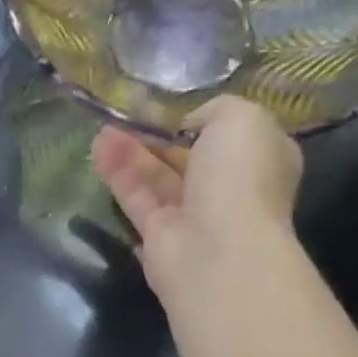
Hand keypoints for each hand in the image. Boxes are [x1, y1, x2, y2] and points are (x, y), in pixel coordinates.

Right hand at [90, 96, 302, 304]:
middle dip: (156, 134)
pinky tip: (98, 149)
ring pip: (157, 176)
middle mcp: (228, 188)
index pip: (226, 134)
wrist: (219, 251)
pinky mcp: (158, 234)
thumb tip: (189, 126)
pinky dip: (118, 173)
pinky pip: (137, 198)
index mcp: (259, 158)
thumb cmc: (239, 177)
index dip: (195, 118)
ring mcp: (192, 214)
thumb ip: (216, 109)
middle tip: (125, 112)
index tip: (167, 104)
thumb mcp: (241, 118)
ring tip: (102, 128)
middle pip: (186, 156)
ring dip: (130, 151)